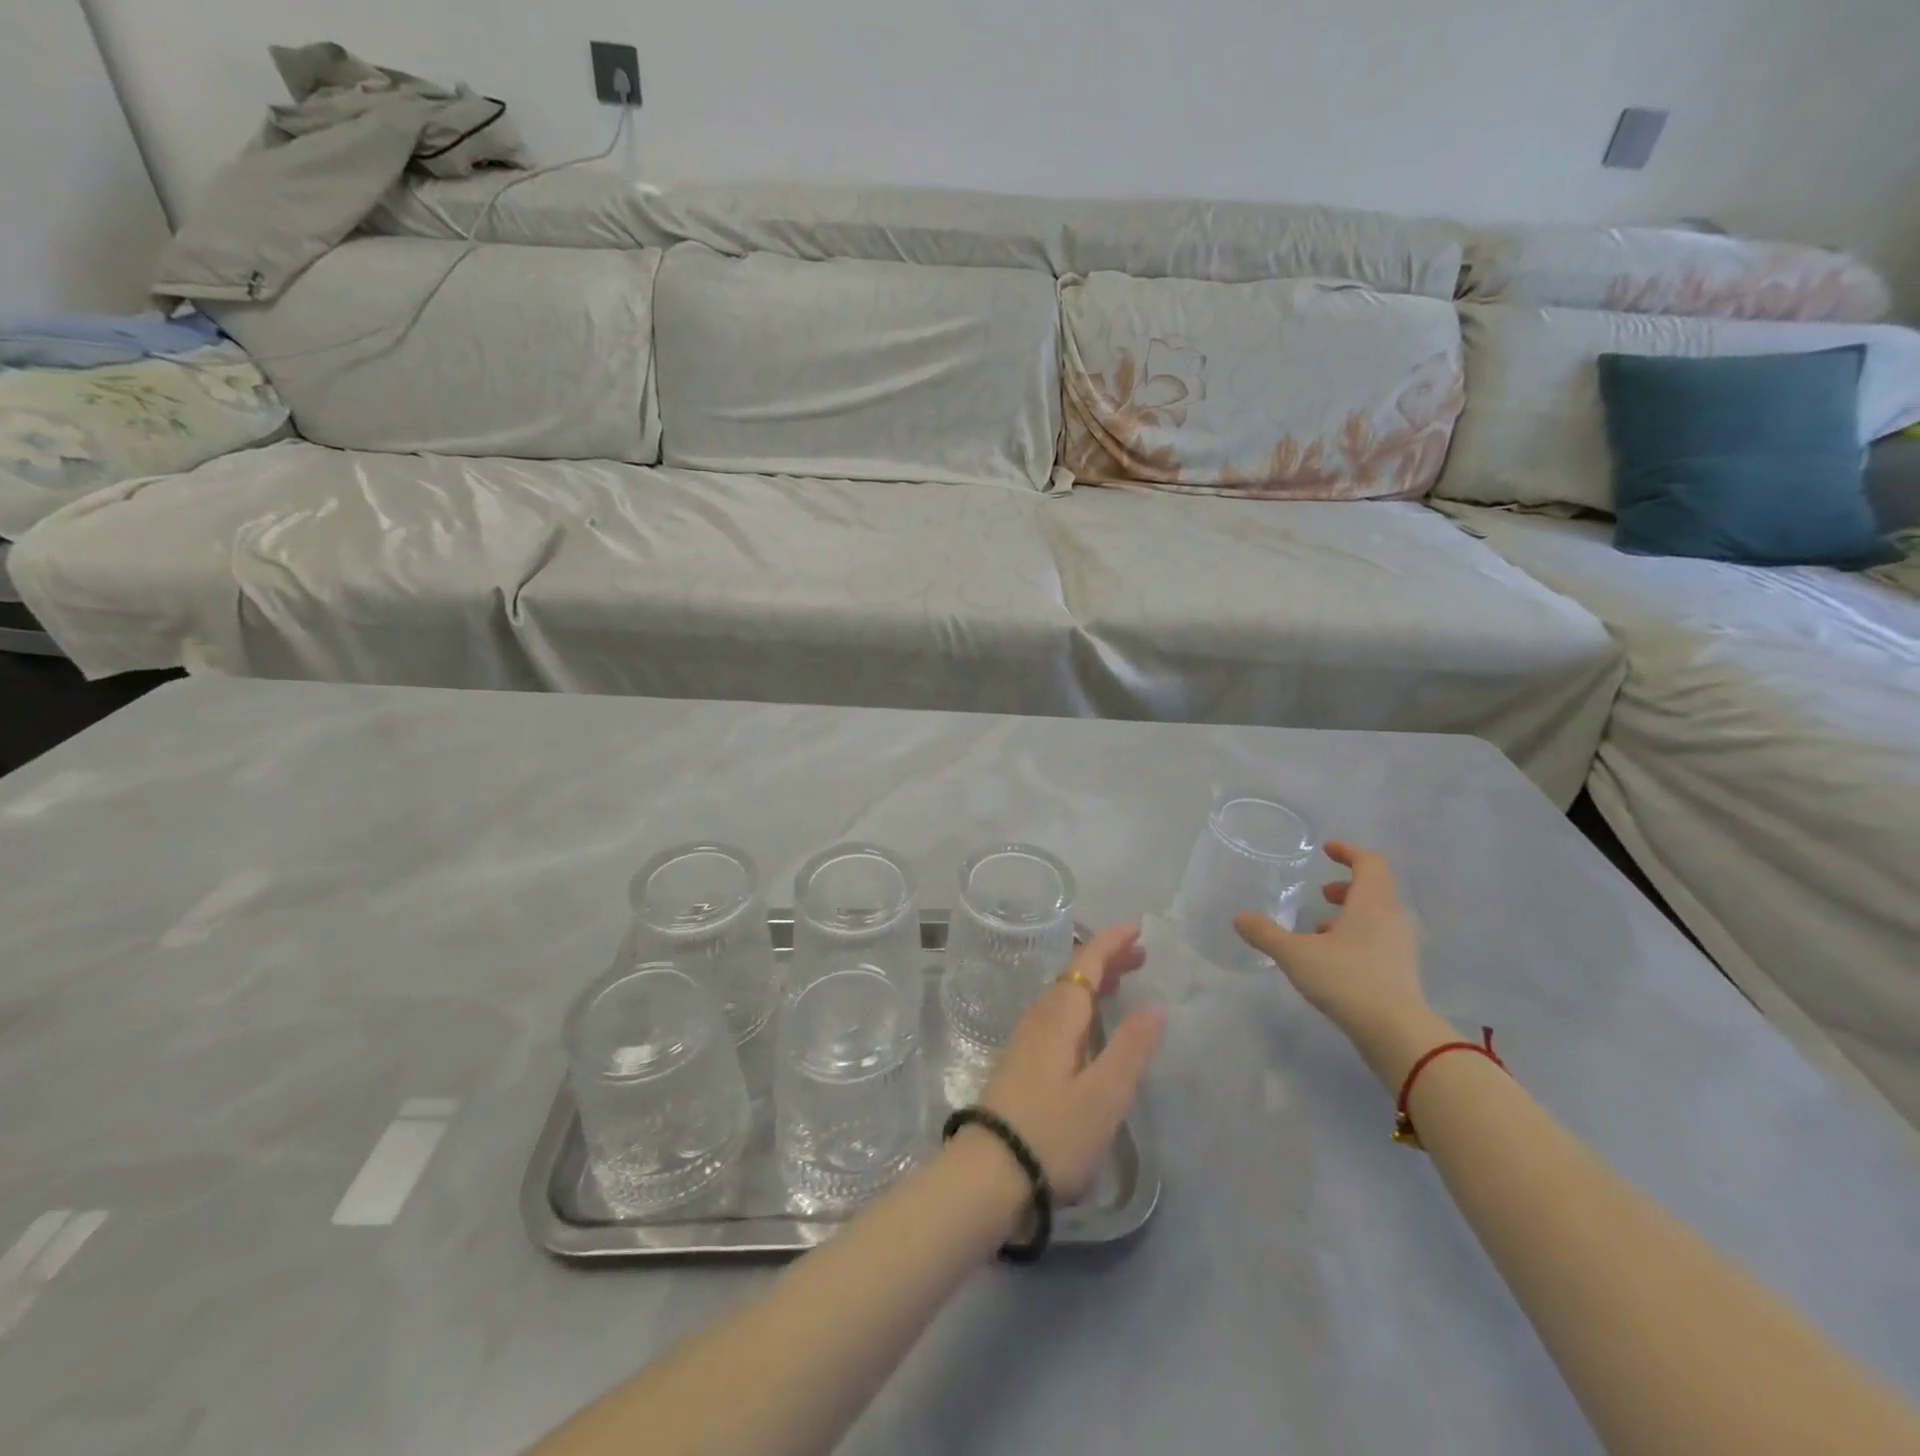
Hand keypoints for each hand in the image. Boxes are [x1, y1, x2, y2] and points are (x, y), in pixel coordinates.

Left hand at [975, 925, 1164, 1202]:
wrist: (988, 1176)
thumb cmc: (1052, 1133)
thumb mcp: (1103, 1095)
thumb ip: (1130, 1049)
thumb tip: (1156, 1006)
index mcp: (1058, 1017)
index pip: (1085, 964)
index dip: (1110, 943)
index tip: (1137, 928)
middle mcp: (1038, 1020)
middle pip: (1073, 977)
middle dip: (1105, 961)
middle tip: (1140, 955)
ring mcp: (1025, 1043)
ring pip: (1062, 997)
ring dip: (1092, 983)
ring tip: (1120, 983)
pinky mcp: (1020, 1065)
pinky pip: (1056, 1017)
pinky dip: (1080, 1007)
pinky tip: (1088, 1026)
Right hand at [1234, 842, 1435, 1079]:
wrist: (1396, 1033)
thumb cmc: (1346, 978)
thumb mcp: (1295, 954)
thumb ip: (1265, 933)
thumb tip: (1239, 917)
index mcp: (1372, 902)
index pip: (1369, 863)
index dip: (1349, 852)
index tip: (1327, 850)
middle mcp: (1392, 918)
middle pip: (1375, 889)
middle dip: (1346, 887)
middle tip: (1320, 893)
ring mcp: (1401, 947)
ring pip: (1376, 917)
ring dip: (1350, 915)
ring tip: (1319, 929)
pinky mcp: (1402, 972)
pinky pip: (1379, 940)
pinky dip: (1357, 938)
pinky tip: (1332, 959)